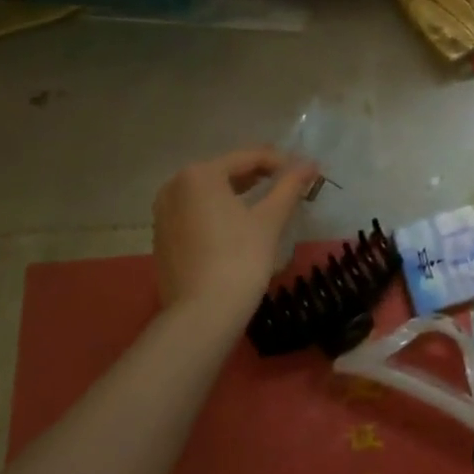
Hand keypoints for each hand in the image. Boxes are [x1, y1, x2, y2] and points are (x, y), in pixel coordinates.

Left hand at [151, 148, 318, 318]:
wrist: (201, 316)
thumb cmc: (239, 259)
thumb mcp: (269, 219)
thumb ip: (289, 186)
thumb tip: (310, 164)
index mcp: (199, 174)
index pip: (248, 158)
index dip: (281, 162)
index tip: (306, 172)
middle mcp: (175, 186)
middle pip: (226, 172)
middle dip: (259, 176)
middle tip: (289, 185)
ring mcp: (164, 213)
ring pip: (209, 193)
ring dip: (239, 194)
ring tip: (268, 202)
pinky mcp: (162, 238)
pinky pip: (196, 213)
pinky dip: (219, 213)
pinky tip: (239, 226)